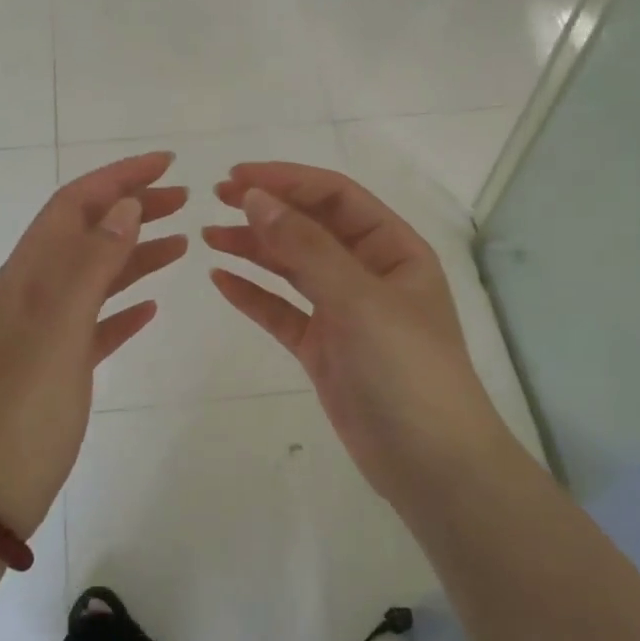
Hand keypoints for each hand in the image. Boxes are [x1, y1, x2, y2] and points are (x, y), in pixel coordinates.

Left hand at [0, 152, 186, 538]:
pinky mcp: (61, 362)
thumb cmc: (26, 403)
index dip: (119, 177)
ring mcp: (47, 328)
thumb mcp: (59, 326)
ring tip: (182, 242)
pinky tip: (153, 305)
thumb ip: (92, 263)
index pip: (75, 204)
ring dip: (136, 252)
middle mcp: (35, 290)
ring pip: (98, 275)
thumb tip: (125, 206)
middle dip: (133, 208)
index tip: (167, 163)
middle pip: (88, 233)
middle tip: (185, 199)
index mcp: (28, 273)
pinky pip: (98, 320)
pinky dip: (126, 306)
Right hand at [205, 162, 508, 507]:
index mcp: (393, 250)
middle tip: (215, 199)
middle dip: (266, 210)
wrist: (430, 463)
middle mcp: (368, 273)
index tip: (236, 177)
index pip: (335, 197)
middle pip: (311, 228)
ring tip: (209, 236)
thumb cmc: (406, 369)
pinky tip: (221, 280)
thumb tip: (257, 198)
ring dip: (254, 249)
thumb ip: (306, 247)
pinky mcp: (323, 349)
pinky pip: (282, 312)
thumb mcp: (358, 299)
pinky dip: (254, 295)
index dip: (287, 180)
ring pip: (293, 268)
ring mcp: (344, 312)